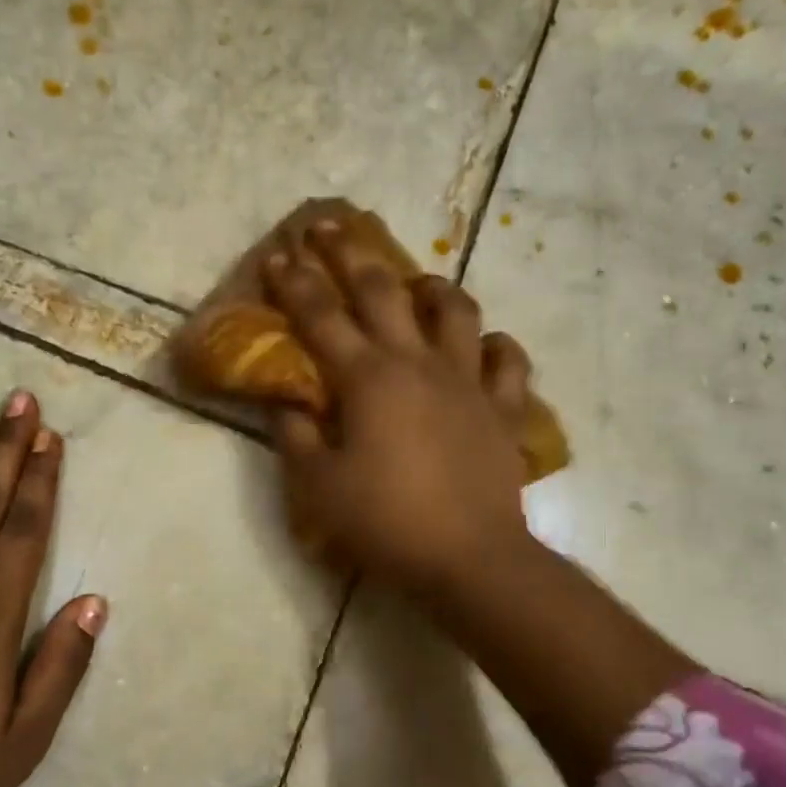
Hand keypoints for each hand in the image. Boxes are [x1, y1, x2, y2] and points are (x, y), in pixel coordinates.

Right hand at [263, 223, 532, 596]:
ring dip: (431, 286)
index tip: (277, 252)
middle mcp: (417, 364)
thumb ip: (296, 438)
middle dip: (349, 253)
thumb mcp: (319, 487)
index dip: (294, 283)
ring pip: (455, 311)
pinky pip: (508, 362)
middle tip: (328, 226)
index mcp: (367, 380)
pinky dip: (494, 346)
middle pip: (382, 291)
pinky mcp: (504, 408)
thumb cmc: (386, 522)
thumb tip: (287, 405)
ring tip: (416, 283)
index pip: (320, 317)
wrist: (470, 559)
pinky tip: (483, 346)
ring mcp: (468, 381)